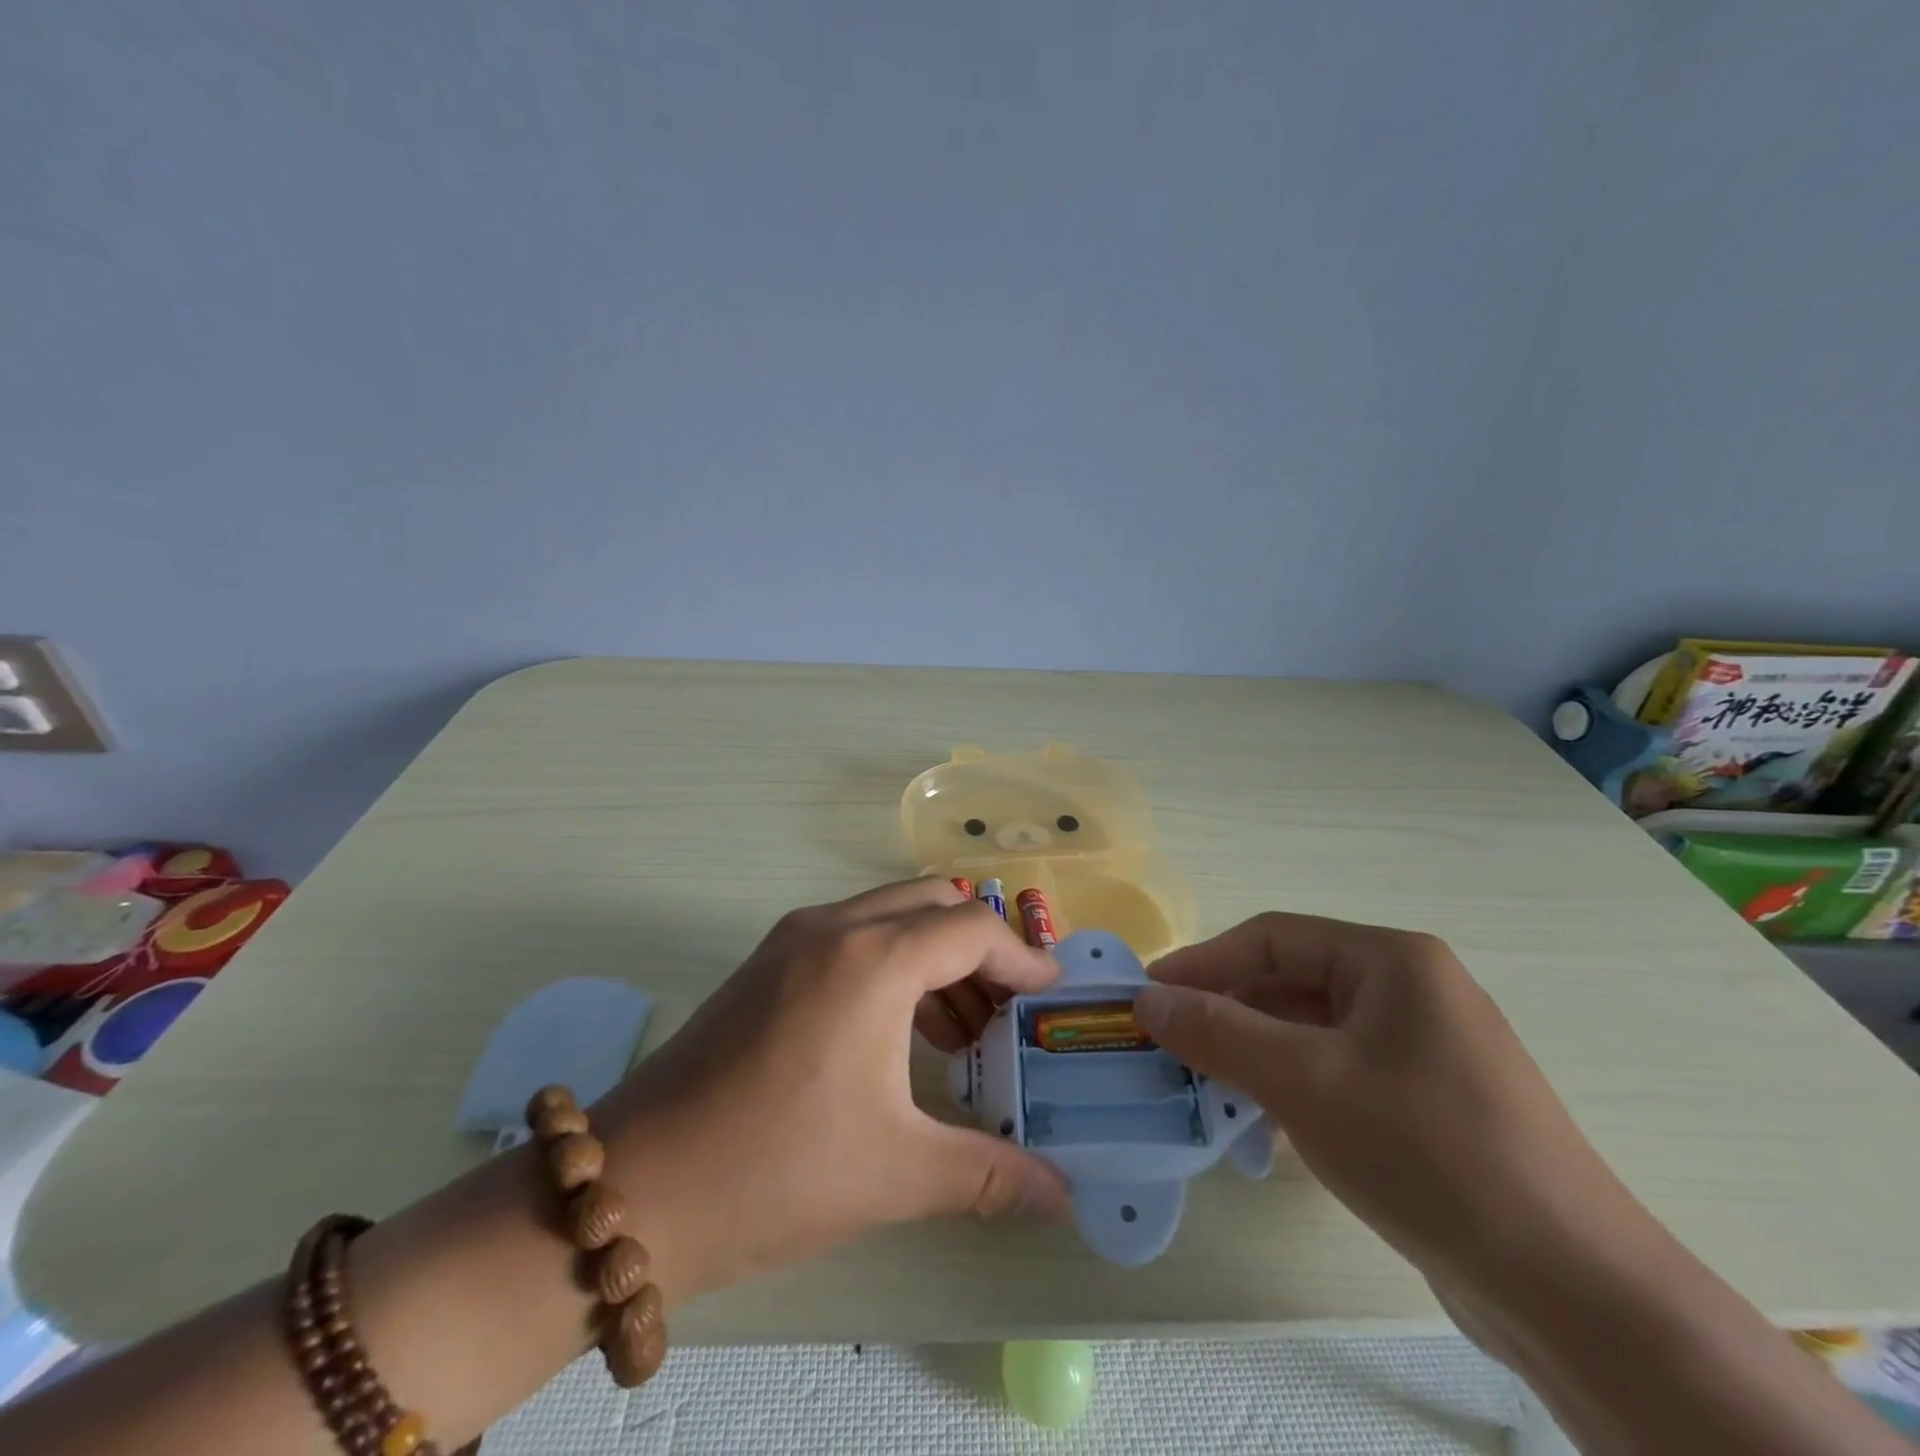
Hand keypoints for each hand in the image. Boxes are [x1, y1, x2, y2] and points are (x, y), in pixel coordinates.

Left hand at [592, 879, 1069, 1302]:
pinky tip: (898, 1032)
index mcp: (872, 960)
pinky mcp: (766, 961)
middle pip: (932, 902)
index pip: (972, 929)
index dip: (1020, 957)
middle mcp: (834, 927)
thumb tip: (1063, 1197)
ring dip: (934, 953)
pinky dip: (892, 961)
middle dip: (980, 946)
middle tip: (1006, 1009)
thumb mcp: (895, 1172)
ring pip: (889, 913)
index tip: (1049, 994)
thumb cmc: (777, 1171)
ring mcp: (792, 938)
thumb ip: (990, 1174)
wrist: (637, 1187)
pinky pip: (851, 934)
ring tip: (960, 1031)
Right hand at [1137, 914, 1646, 1286]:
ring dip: (1252, 1054)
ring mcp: (1423, 1050)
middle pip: (1291, 983)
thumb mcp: (1304, 1082)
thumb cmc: (1427, 1153)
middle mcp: (1411, 992)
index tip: (1148, 994)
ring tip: (1200, 1085)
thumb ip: (1217, 1032)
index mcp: (1392, 961)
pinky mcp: (1428, 1105)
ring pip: (1311, 1032)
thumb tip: (1146, 998)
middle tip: (1167, 1045)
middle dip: (1226, 1012)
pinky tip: (1258, 1125)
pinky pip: (1337, 1074)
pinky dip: (1290, 1088)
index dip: (1203, 962)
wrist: (1574, 1294)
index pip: (1271, 938)